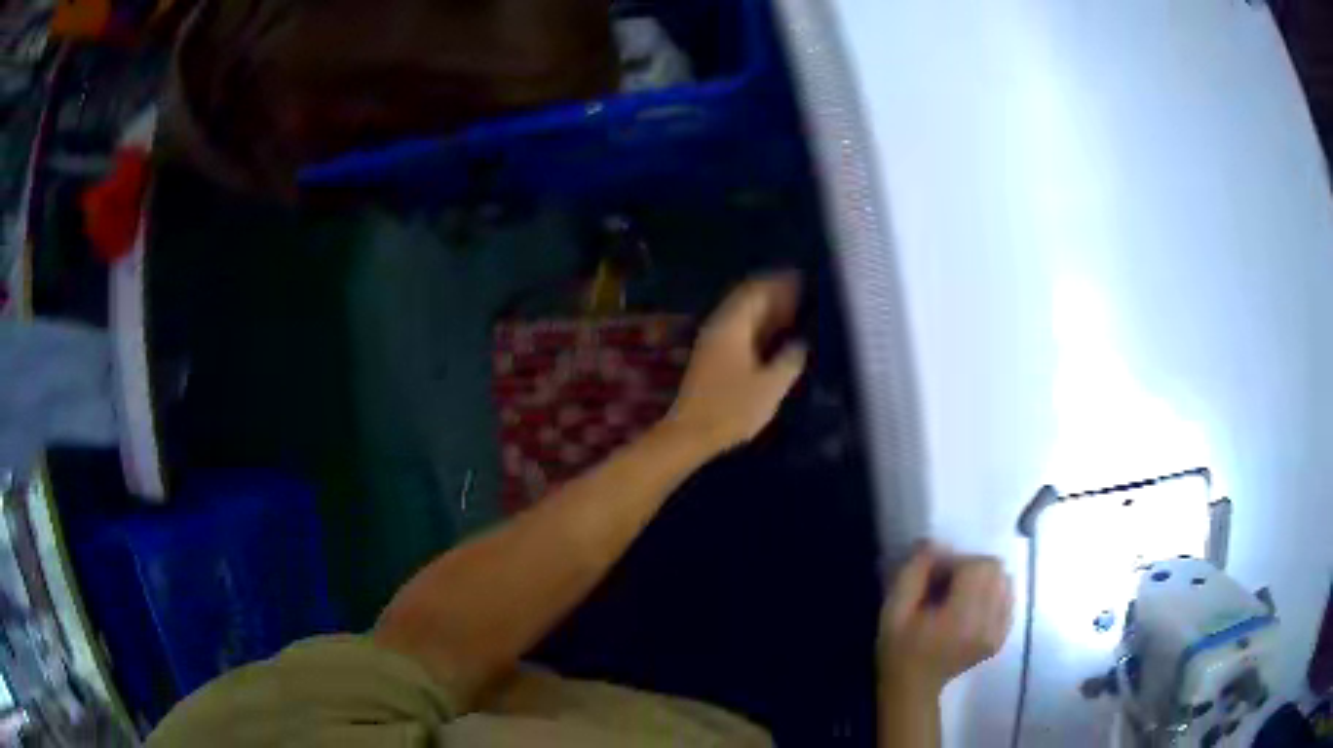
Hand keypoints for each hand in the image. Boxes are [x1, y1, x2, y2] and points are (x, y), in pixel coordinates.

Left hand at [665, 272, 807, 453]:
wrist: (691, 433)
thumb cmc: (732, 409)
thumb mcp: (770, 386)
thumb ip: (789, 360)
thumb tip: (799, 344)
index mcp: (732, 326)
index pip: (756, 291)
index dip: (779, 283)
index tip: (801, 280)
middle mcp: (719, 327)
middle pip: (747, 300)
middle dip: (774, 295)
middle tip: (801, 296)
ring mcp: (712, 342)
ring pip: (742, 316)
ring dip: (766, 312)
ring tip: (793, 314)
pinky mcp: (711, 359)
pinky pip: (739, 331)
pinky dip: (758, 328)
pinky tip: (774, 339)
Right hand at [879, 545, 1012, 694]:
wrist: (913, 687)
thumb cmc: (899, 649)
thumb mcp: (893, 610)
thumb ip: (913, 573)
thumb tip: (935, 545)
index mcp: (962, 621)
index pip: (977, 567)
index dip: (955, 562)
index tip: (933, 574)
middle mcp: (988, 625)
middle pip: (996, 570)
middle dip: (970, 568)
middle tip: (946, 584)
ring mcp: (999, 632)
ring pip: (1005, 580)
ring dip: (983, 578)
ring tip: (960, 594)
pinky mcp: (1002, 636)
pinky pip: (1007, 597)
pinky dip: (992, 593)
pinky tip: (971, 606)